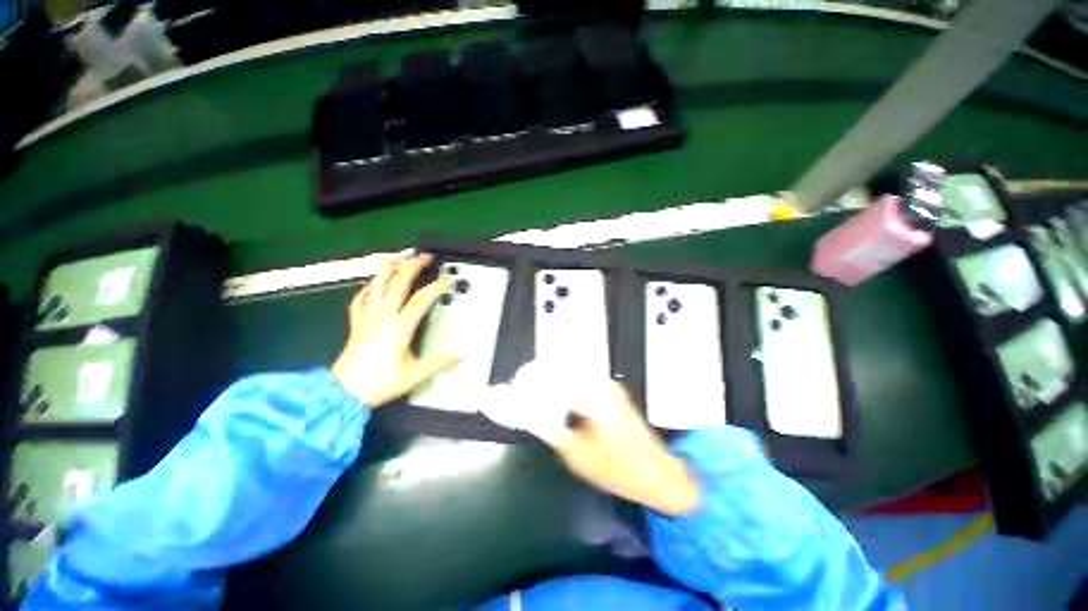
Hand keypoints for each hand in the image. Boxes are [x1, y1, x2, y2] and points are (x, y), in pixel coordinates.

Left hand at [331, 253, 462, 406]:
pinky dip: (367, 289)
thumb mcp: (415, 374)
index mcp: (399, 328)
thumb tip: (462, 353)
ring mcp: (367, 319)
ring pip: (376, 286)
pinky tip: (371, 285)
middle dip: (412, 267)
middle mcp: (382, 318)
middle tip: (423, 257)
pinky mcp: (357, 324)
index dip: (436, 287)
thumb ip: (440, 362)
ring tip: (397, 259)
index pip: (420, 300)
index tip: (446, 280)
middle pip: (397, 285)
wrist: (344, 392)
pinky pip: (360, 300)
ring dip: (387, 270)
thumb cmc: (379, 382)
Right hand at [496, 364, 699, 516]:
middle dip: (540, 373)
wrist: (658, 472)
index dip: (533, 377)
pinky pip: (582, 378)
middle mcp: (602, 385)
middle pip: (564, 368)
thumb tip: (532, 412)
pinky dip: (565, 382)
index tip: (517, 382)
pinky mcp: (612, 390)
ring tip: (536, 390)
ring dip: (552, 376)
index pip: (556, 377)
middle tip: (523, 386)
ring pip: (573, 371)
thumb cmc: (618, 470)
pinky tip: (557, 395)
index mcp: (594, 399)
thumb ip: (552, 429)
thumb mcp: (577, 455)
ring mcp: (609, 386)